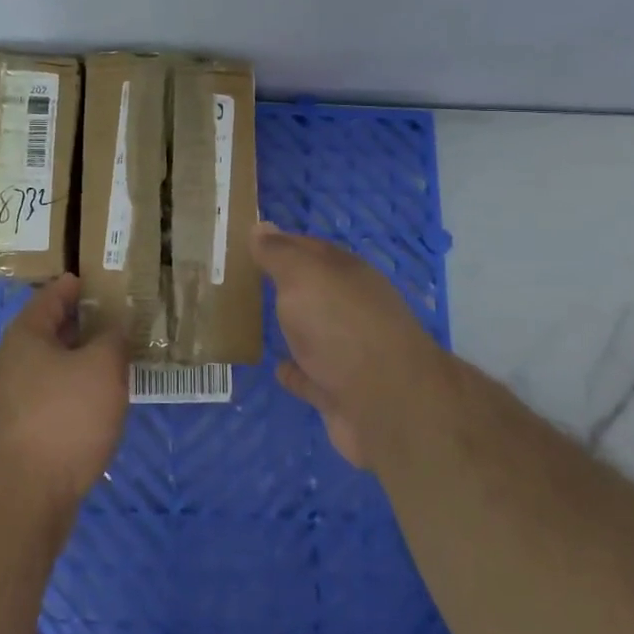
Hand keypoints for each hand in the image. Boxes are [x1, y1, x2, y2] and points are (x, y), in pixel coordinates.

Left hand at [0, 274, 127, 512]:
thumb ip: (113, 339)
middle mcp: (12, 363)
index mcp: (26, 336)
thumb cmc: (63, 418)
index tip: (98, 278)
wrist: (20, 498)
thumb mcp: (101, 368)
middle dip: (82, 325)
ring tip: (115, 361)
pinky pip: (52, 400)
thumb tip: (114, 326)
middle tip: (117, 319)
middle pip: (50, 333)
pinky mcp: (19, 436)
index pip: (52, 297)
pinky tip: (98, 406)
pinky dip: (75, 394)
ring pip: (52, 369)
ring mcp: (11, 402)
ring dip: (80, 363)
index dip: (75, 285)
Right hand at [250, 222, 439, 469]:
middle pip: (315, 290)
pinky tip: (276, 368)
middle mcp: (353, 308)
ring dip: (292, 327)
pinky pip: (311, 377)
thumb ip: (280, 254)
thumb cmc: (342, 327)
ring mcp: (350, 352)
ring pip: (314, 332)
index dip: (281, 243)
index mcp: (348, 274)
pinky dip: (295, 372)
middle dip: (286, 284)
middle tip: (245, 279)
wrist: (387, 406)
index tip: (249, 242)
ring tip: (257, 321)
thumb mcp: (304, 276)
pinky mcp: (341, 393)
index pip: (311, 248)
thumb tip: (260, 226)